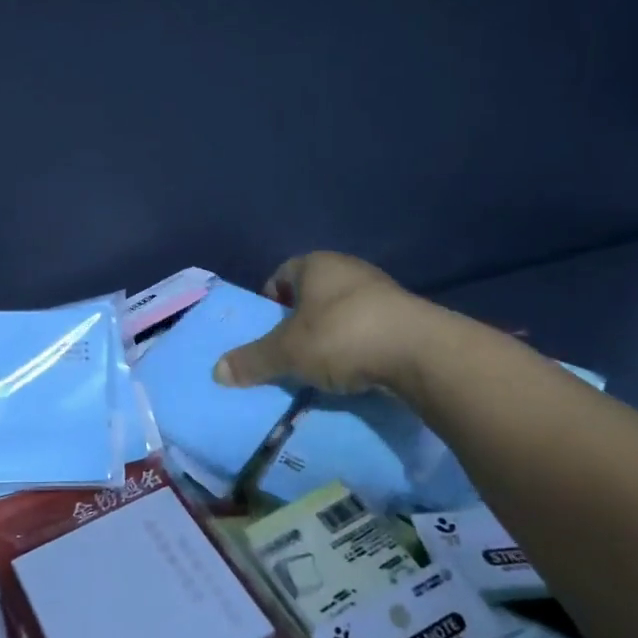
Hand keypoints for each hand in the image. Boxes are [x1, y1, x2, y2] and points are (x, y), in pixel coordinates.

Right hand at [212, 251, 442, 396]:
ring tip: (320, 367)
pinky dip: (358, 348)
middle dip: (298, 322)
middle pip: (312, 295)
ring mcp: (382, 292)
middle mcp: (349, 269)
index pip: (282, 274)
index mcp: (316, 264)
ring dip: (329, 336)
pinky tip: (354, 372)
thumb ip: (252, 360)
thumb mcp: (287, 352)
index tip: (266, 330)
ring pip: (342, 313)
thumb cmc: (342, 336)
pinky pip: (369, 331)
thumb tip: (216, 372)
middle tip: (288, 352)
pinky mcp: (407, 318)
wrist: (421, 353)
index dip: (269, 301)